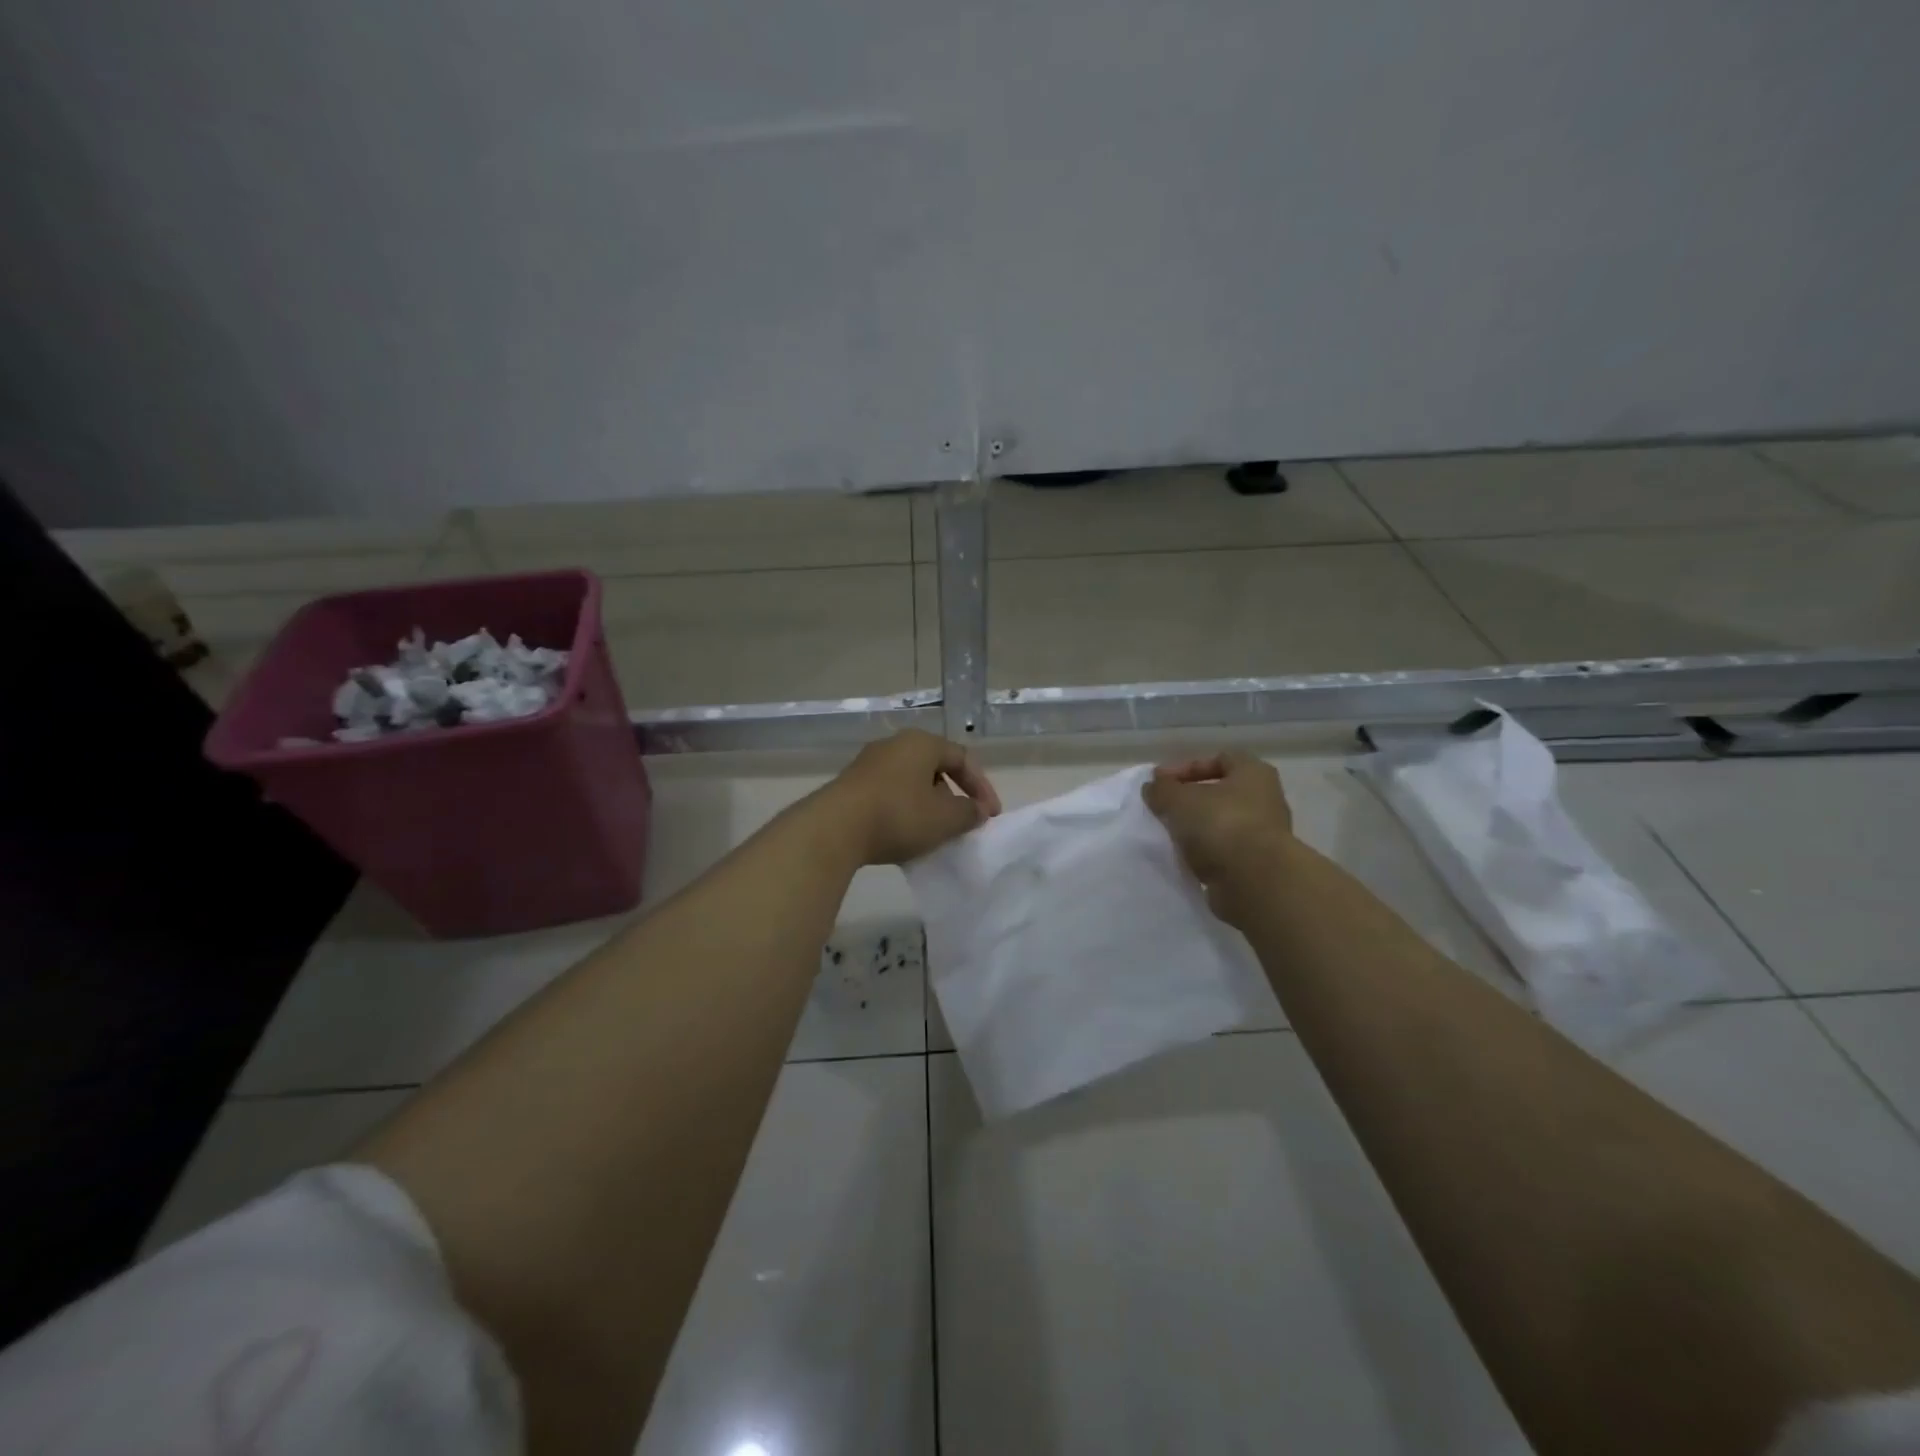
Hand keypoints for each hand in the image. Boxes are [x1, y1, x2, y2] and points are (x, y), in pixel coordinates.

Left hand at [817, 729, 1002, 865]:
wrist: (835, 829)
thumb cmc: (899, 815)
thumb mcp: (945, 819)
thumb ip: (969, 813)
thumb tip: (976, 810)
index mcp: (921, 743)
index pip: (962, 759)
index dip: (982, 787)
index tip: (990, 816)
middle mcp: (894, 745)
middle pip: (934, 768)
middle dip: (953, 796)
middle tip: (962, 822)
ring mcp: (868, 764)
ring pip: (910, 783)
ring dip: (927, 806)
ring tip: (934, 833)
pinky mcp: (850, 786)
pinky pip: (888, 795)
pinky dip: (903, 812)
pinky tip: (904, 837)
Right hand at [1143, 752, 1294, 922]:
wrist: (1255, 882)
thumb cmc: (1220, 824)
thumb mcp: (1179, 799)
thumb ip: (1162, 789)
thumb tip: (1153, 787)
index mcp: (1254, 773)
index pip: (1219, 758)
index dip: (1187, 766)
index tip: (1161, 782)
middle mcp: (1265, 800)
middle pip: (1221, 793)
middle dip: (1190, 799)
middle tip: (1163, 808)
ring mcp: (1264, 835)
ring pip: (1222, 823)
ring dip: (1196, 828)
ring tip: (1170, 835)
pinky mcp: (1257, 865)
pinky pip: (1224, 851)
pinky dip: (1205, 853)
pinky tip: (1184, 858)